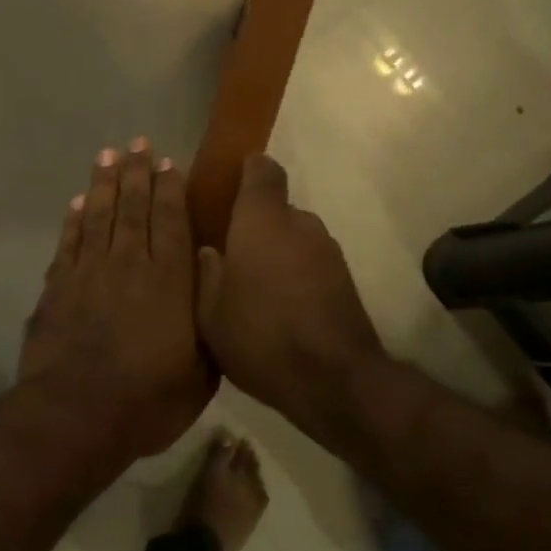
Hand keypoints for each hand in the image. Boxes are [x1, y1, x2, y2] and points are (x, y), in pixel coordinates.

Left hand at [19, 140, 216, 460]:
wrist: (76, 416)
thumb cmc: (147, 401)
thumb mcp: (201, 374)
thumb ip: (208, 324)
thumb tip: (212, 286)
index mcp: (169, 281)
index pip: (171, 221)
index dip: (170, 188)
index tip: (168, 162)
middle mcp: (129, 263)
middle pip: (133, 207)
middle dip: (137, 172)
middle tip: (138, 143)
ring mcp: (89, 271)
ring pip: (99, 214)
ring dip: (104, 183)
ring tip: (108, 155)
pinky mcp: (58, 286)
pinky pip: (69, 241)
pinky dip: (74, 219)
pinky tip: (78, 202)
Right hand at [198, 155, 385, 417]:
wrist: (335, 380)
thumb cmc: (261, 335)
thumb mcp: (211, 312)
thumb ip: (206, 274)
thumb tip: (210, 252)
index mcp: (261, 220)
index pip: (262, 170)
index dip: (247, 170)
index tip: (230, 184)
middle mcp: (299, 224)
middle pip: (276, 209)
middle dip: (255, 226)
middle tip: (232, 255)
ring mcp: (327, 251)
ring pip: (294, 238)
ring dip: (277, 253)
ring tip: (256, 290)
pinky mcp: (344, 278)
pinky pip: (311, 263)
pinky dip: (296, 275)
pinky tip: (280, 309)